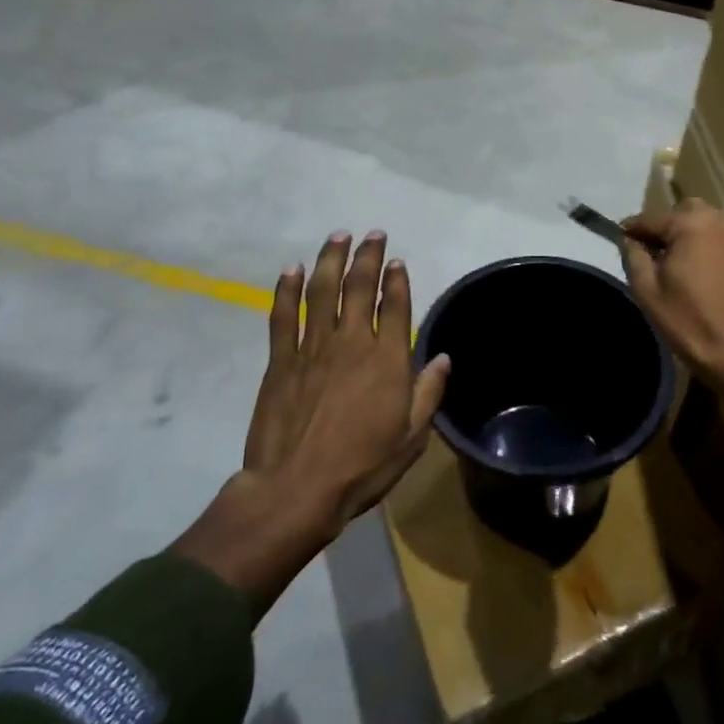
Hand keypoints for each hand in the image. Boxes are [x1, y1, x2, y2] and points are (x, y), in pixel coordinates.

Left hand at [172, 231, 449, 616]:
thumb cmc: (361, 466)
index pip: (395, 306)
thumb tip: (443, 357)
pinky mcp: (280, 360)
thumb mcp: (411, 437)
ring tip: (338, 236)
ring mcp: (313, 347)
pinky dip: (287, 289)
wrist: (296, 489)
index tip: (397, 261)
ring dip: (331, 259)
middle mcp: (352, 342)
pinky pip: (283, 315)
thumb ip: (428, 393)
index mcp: (387, 360)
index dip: (397, 280)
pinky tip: (292, 269)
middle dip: (368, 256)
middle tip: (373, 234)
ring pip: (322, 291)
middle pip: (360, 287)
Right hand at [620, 200, 723, 390]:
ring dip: (688, 235)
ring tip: (675, 264)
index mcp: (690, 225)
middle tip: (653, 252)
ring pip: (706, 224)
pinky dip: (707, 248)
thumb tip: (630, 240)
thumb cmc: (688, 321)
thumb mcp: (647, 291)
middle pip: (684, 212)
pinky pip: (722, 241)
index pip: (651, 219)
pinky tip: (700, 274)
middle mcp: (718, 223)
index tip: (619, 239)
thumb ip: (634, 257)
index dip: (632, 230)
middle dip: (666, 226)